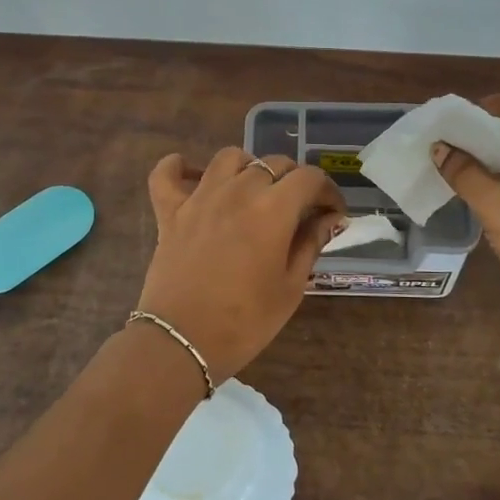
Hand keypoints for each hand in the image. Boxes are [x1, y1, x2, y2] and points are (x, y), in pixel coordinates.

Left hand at [138, 149, 348, 378]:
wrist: (182, 342)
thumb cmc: (245, 321)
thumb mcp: (291, 287)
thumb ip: (311, 244)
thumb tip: (330, 219)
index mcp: (273, 209)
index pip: (309, 178)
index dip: (327, 191)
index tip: (332, 213)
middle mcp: (238, 191)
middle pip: (273, 163)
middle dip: (294, 181)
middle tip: (299, 209)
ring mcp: (200, 198)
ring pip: (229, 158)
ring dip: (248, 167)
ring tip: (254, 190)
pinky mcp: (170, 211)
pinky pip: (167, 173)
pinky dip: (178, 167)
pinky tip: (193, 176)